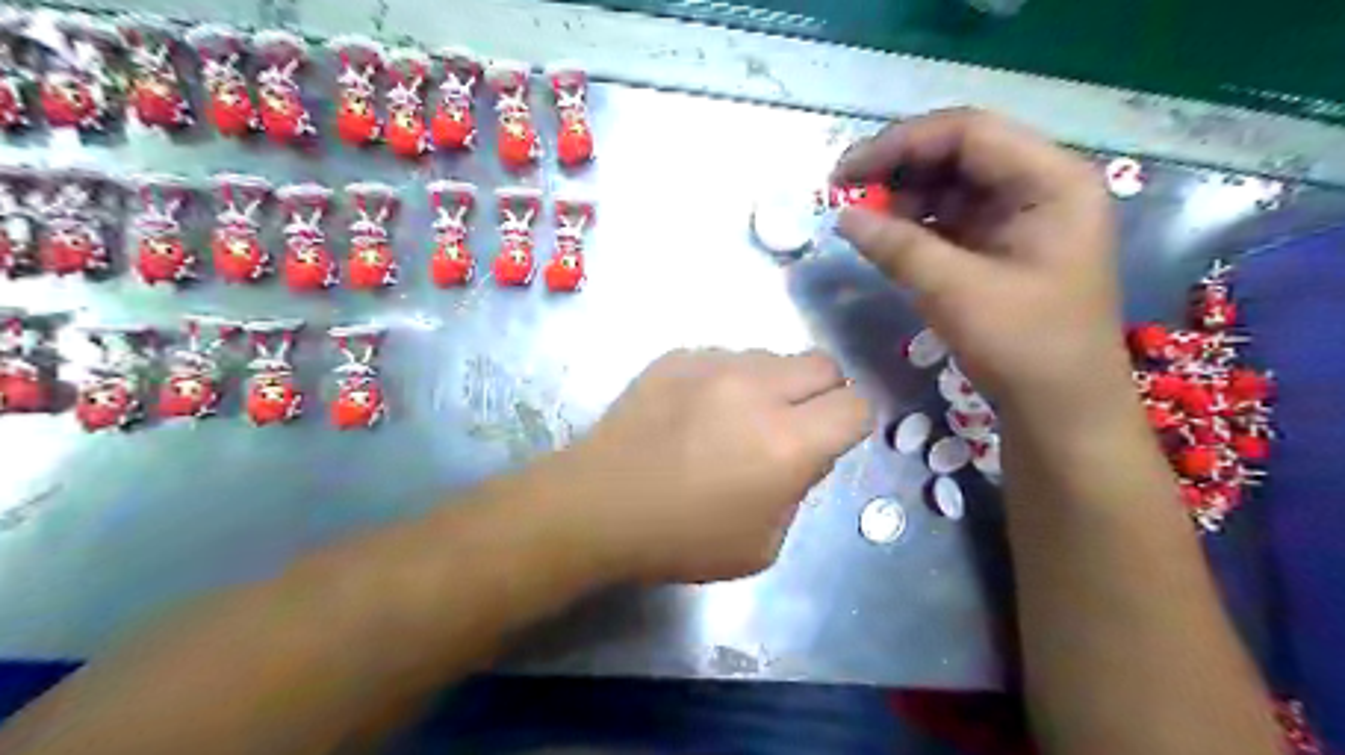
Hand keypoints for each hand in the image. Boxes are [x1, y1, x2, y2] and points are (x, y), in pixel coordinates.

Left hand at [541, 347, 866, 582]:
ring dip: (772, 385)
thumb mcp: (763, 544)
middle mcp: (758, 390)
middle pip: (823, 364)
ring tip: (735, 419)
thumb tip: (805, 452)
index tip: (831, 440)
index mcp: (788, 443)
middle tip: (791, 426)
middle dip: (821, 394)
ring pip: (773, 356)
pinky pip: (726, 357)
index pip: (856, 405)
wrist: (597, 506)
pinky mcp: (678, 355)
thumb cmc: (681, 539)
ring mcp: (714, 363)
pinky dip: (728, 380)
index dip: (851, 423)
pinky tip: (696, 412)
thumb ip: (799, 490)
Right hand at [839, 110, 1127, 418]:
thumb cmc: (1025, 346)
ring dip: (904, 197)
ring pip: (952, 184)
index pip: (968, 132)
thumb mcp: (957, 293)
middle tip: (845, 192)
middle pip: (960, 153)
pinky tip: (887, 238)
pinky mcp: (1003, 245)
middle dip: (899, 169)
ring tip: (863, 220)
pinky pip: (953, 218)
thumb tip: (843, 216)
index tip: (846, 172)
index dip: (901, 144)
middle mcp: (1041, 185)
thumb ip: (898, 247)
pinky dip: (916, 224)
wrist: (1062, 409)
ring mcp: (1023, 216)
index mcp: (1052, 181)